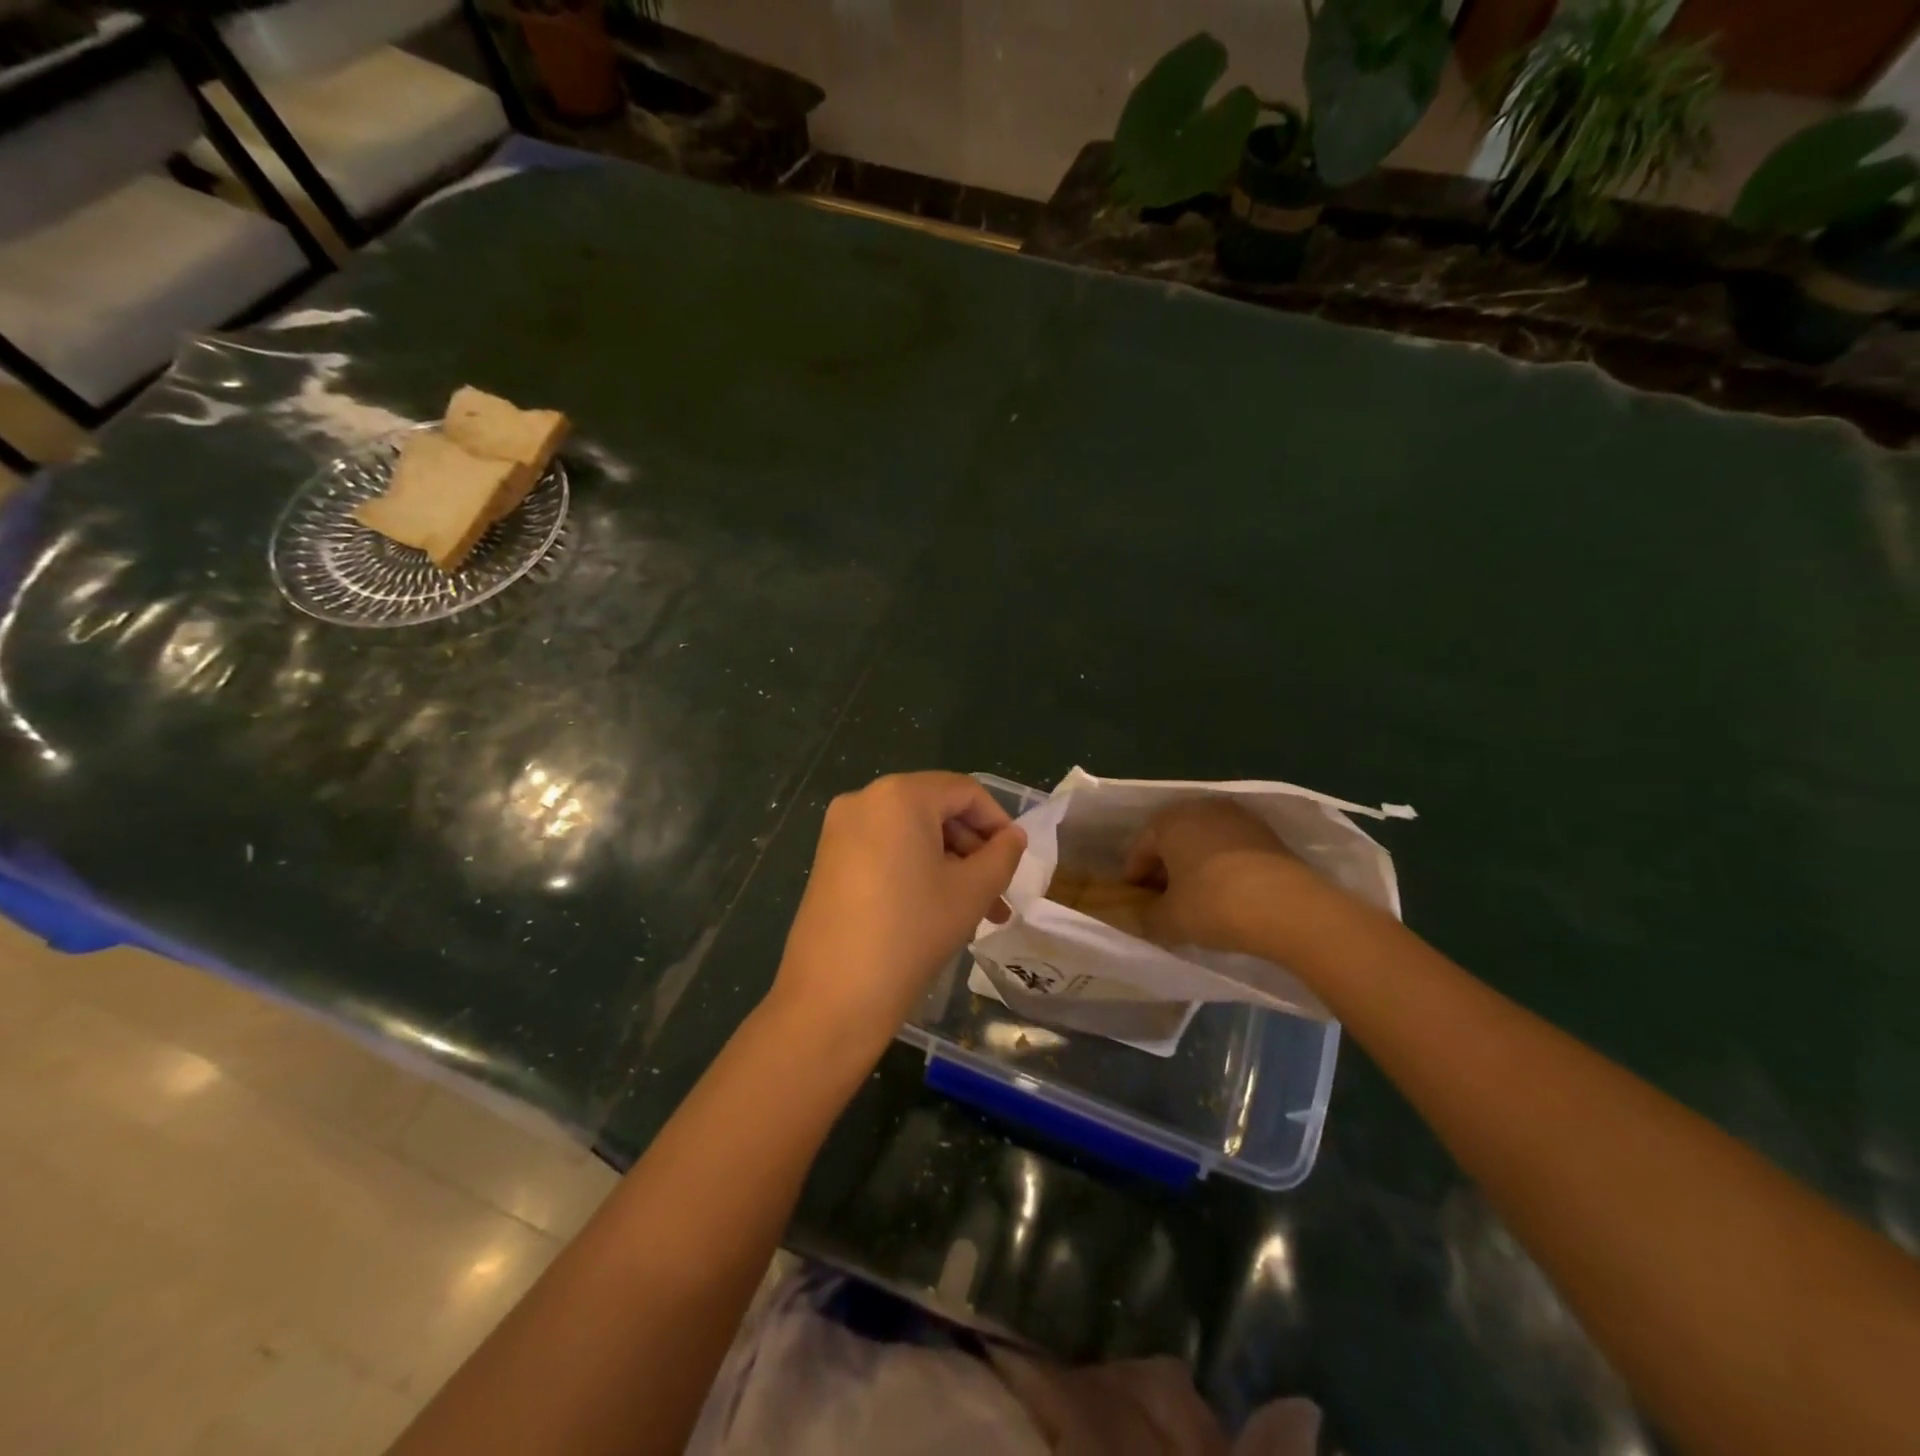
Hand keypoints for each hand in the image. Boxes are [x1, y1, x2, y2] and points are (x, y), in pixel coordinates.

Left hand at [772, 772, 1026, 1053]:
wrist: (833, 996)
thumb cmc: (911, 932)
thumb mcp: (971, 892)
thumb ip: (1002, 855)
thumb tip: (1013, 837)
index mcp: (900, 795)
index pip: (964, 791)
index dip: (998, 821)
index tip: (1016, 859)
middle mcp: (864, 799)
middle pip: (936, 809)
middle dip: (973, 848)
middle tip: (998, 892)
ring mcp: (840, 830)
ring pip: (911, 833)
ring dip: (948, 863)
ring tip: (977, 910)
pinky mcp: (828, 859)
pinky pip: (885, 849)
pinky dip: (916, 869)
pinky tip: (937, 908)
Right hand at [1123, 798, 1325, 955]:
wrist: (1290, 908)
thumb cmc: (1214, 904)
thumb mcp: (1169, 919)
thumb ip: (1147, 917)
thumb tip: (1142, 918)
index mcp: (1169, 820)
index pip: (1140, 848)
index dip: (1134, 878)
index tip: (1134, 903)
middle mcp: (1202, 808)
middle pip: (1173, 840)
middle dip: (1164, 870)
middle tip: (1162, 901)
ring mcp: (1239, 818)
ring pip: (1203, 843)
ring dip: (1194, 868)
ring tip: (1194, 901)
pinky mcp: (1268, 835)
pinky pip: (1231, 850)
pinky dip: (1222, 869)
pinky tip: (1225, 896)